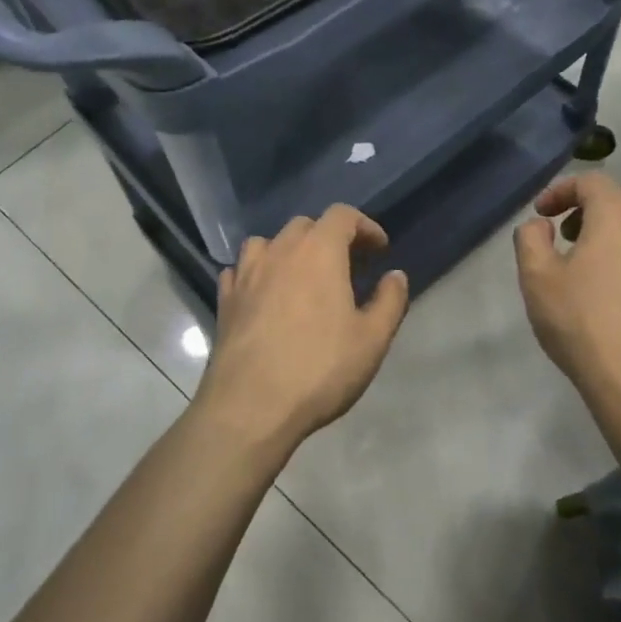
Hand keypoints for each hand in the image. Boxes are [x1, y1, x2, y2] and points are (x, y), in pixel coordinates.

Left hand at [193, 205, 409, 449]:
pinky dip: (258, 273)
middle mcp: (280, 251)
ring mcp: (247, 274)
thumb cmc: (319, 368)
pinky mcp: (225, 300)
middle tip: (348, 267)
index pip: (342, 215)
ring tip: (303, 277)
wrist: (250, 406)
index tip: (379, 250)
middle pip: (305, 225)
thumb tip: (395, 275)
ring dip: (289, 251)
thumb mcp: (372, 339)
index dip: (365, 226)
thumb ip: (390, 301)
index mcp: (319, 251)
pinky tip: (265, 295)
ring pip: (268, 242)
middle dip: (330, 238)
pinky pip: (241, 270)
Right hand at [514, 174, 620, 411]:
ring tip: (589, 264)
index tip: (541, 214)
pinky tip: (615, 290)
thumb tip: (541, 224)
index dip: (562, 190)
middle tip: (569, 233)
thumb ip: (530, 239)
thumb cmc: (582, 322)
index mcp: (615, 215)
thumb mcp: (537, 278)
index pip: (591, 180)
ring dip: (616, 230)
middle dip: (595, 204)